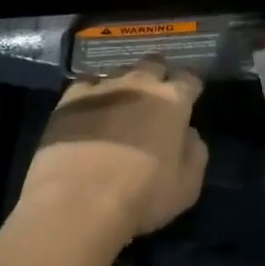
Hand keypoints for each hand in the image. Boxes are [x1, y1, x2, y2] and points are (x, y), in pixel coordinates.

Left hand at [17, 57, 207, 244]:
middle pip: (154, 64)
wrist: (77, 201)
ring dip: (126, 83)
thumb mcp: (187, 185)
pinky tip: (91, 109)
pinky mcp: (70, 98)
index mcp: (173, 101)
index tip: (190, 99)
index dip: (191, 88)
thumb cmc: (142, 195)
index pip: (189, 78)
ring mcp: (102, 88)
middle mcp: (139, 84)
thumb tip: (188, 133)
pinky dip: (94, 92)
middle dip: (159, 76)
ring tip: (122, 104)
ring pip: (120, 71)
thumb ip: (195, 152)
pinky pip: (87, 84)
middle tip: (157, 97)